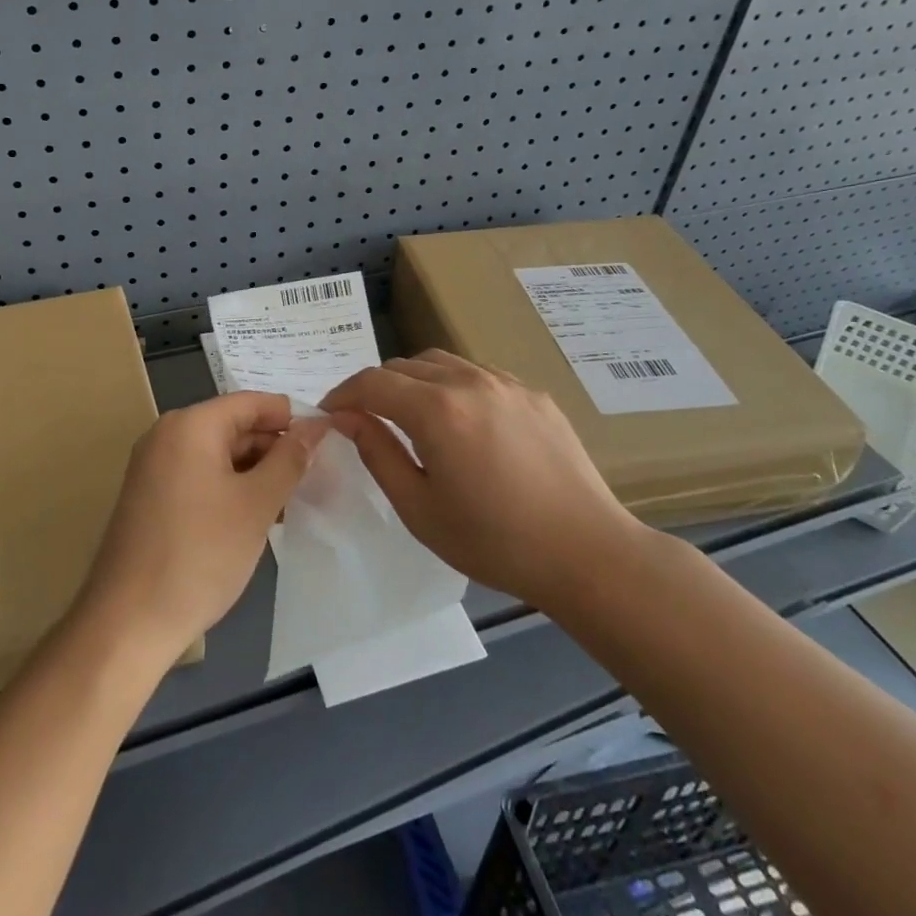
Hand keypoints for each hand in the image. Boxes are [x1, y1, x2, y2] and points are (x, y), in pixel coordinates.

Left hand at [75, 393, 326, 665]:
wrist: (128, 623)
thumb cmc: (199, 555)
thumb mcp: (256, 504)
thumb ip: (289, 459)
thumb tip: (316, 426)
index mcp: (190, 424)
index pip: (252, 402)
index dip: (292, 418)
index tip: (328, 443)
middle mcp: (168, 435)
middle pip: (235, 425)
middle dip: (276, 448)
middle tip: (318, 477)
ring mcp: (155, 466)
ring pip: (220, 454)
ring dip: (257, 472)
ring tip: (296, 500)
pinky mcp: (152, 496)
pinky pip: (202, 476)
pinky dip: (232, 488)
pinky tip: (260, 516)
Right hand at [320, 349, 645, 609]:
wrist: (586, 552)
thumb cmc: (494, 541)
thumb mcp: (419, 508)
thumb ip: (377, 453)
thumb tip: (345, 417)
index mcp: (436, 410)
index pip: (372, 382)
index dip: (342, 394)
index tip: (329, 414)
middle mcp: (469, 381)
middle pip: (404, 365)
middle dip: (376, 387)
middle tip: (366, 419)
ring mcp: (506, 383)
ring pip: (441, 363)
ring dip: (414, 381)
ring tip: (411, 416)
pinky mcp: (533, 394)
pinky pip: (478, 375)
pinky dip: (453, 386)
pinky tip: (462, 422)